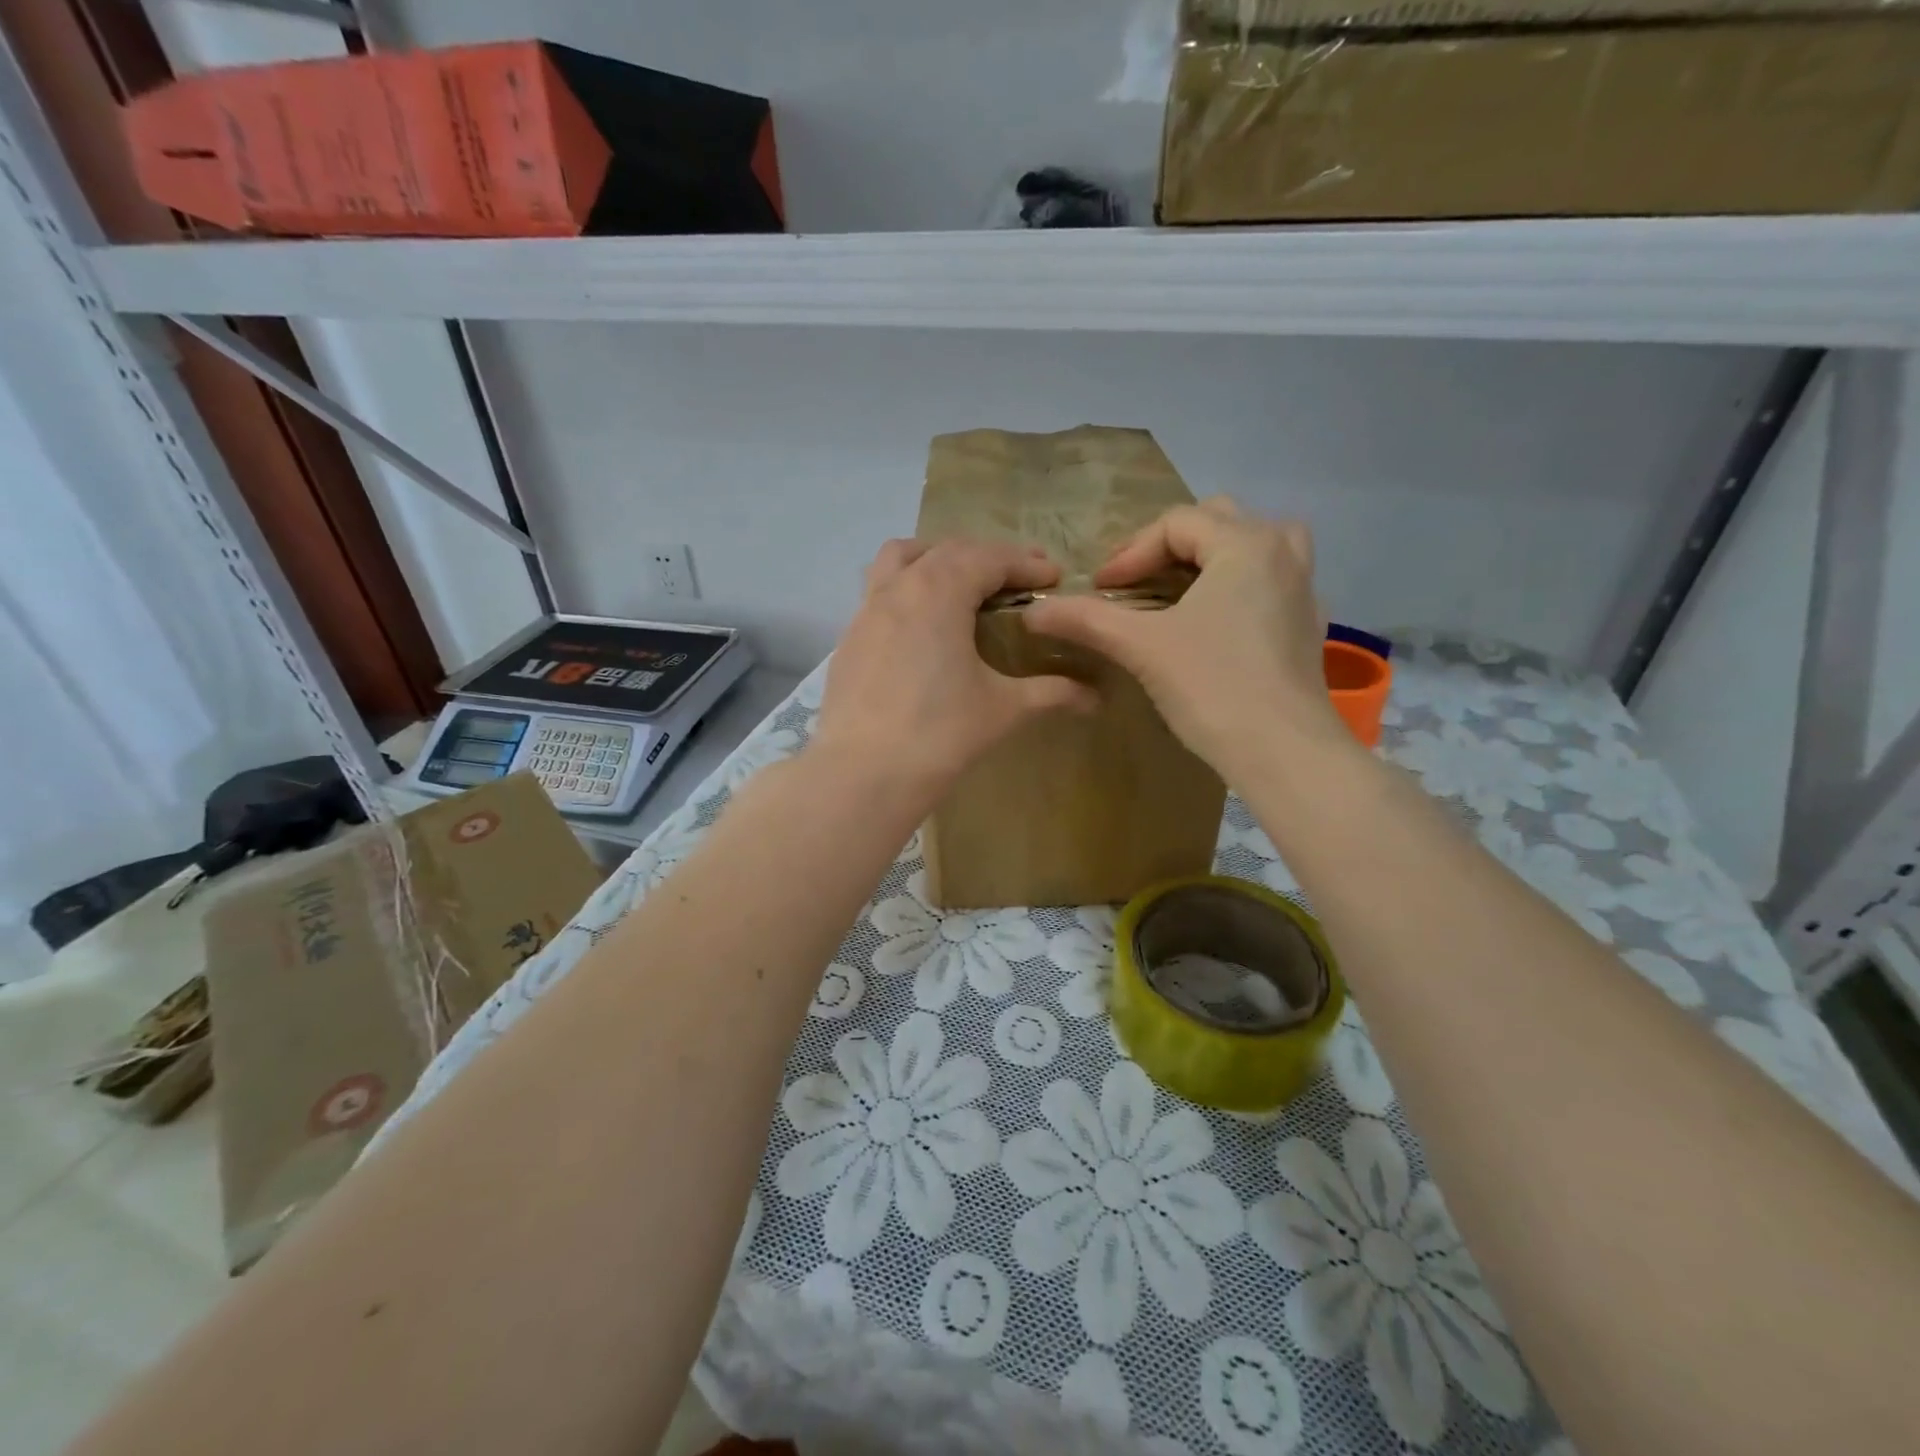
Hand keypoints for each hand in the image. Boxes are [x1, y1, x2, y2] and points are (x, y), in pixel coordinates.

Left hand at [812, 538, 1098, 803]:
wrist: (864, 774)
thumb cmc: (941, 734)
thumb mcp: (1003, 708)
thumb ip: (1051, 692)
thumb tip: (1095, 697)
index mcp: (940, 591)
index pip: (990, 558)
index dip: (1026, 563)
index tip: (1054, 576)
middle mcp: (900, 587)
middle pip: (948, 551)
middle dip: (988, 557)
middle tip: (1019, 579)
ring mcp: (866, 611)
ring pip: (900, 560)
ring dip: (936, 559)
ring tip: (961, 583)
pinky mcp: (849, 639)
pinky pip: (879, 593)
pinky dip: (907, 591)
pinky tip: (922, 627)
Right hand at [1023, 498, 1349, 785]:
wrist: (1283, 751)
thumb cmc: (1213, 686)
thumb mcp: (1142, 646)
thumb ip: (1087, 620)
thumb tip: (1032, 611)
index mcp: (1245, 544)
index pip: (1176, 524)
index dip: (1130, 552)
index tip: (1101, 588)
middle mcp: (1283, 553)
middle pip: (1219, 521)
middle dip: (1170, 545)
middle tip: (1137, 580)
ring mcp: (1304, 589)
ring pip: (1258, 544)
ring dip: (1215, 554)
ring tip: (1184, 584)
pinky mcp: (1308, 625)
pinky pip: (1274, 581)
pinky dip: (1243, 584)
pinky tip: (1221, 618)